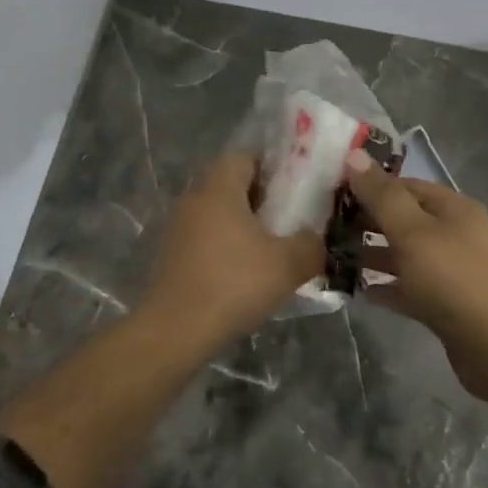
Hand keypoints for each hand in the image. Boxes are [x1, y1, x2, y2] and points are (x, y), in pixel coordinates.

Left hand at [141, 152, 327, 350]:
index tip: (297, 189)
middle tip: (291, 220)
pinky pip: (205, 239)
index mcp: (219, 187)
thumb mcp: (288, 264)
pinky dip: (226, 247)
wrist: (176, 330)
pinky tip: (245, 274)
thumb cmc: (234, 284)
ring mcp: (178, 228)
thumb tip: (316, 239)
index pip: (246, 156)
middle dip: (262, 199)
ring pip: (218, 214)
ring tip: (272, 249)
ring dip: (243, 225)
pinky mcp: (171, 256)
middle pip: (231, 184)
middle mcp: (193, 198)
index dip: (274, 167)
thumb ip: (311, 244)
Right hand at [343, 152, 487, 401]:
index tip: (332, 194)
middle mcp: (455, 234)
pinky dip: (386, 286)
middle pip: (404, 219)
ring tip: (334, 257)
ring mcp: (452, 270)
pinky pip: (409, 288)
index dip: (370, 186)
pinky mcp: (446, 303)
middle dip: (368, 222)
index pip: (405, 186)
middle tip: (327, 228)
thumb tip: (352, 155)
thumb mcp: (412, 231)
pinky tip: (359, 290)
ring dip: (373, 255)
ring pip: (405, 255)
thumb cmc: (453, 279)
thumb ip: (381, 196)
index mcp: (453, 209)